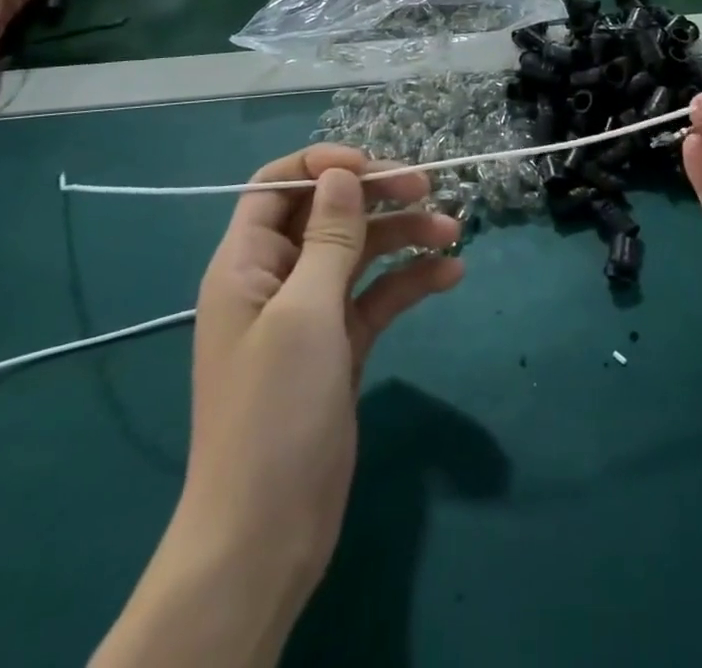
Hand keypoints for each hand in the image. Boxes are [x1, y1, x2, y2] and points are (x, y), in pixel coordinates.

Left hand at [178, 146, 462, 644]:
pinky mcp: (341, 345)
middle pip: (329, 214)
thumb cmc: (274, 411)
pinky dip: (411, 281)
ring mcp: (311, 314)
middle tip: (428, 188)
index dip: (323, 166)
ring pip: (360, 252)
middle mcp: (278, 279)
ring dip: (404, 236)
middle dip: (377, 195)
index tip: (372, 166)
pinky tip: (451, 275)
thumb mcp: (304, 312)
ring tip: (453, 231)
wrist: (267, 534)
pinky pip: (378, 296)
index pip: (278, 187)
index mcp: (248, 263)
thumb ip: (329, 238)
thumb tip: (342, 174)